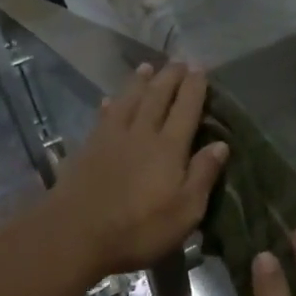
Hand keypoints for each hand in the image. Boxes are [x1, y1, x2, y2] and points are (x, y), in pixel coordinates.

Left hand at [48, 63, 228, 280]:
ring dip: (139, 83)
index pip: (186, 109)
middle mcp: (141, 134)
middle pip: (157, 97)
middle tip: (178, 61)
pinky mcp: (87, 149)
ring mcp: (110, 139)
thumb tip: (221, 144)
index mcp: (169, 148)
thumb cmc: (138, 229)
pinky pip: (102, 117)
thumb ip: (203, 175)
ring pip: (128, 101)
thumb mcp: (185, 211)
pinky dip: (109, 105)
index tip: (200, 68)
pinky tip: (108, 100)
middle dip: (169, 77)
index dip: (194, 88)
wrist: (74, 234)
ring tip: (147, 67)